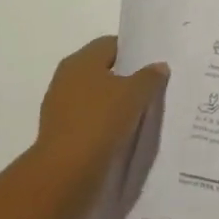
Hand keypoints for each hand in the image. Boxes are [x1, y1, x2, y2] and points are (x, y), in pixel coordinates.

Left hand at [32, 36, 168, 201]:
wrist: (64, 174)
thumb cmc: (100, 121)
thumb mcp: (135, 94)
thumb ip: (149, 76)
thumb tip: (158, 66)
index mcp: (81, 60)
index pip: (111, 45)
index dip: (133, 52)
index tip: (152, 64)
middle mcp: (66, 78)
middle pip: (102, 71)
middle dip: (125, 78)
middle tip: (150, 87)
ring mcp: (59, 108)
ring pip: (95, 97)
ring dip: (114, 103)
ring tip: (139, 113)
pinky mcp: (60, 134)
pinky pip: (88, 120)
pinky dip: (103, 124)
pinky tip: (121, 133)